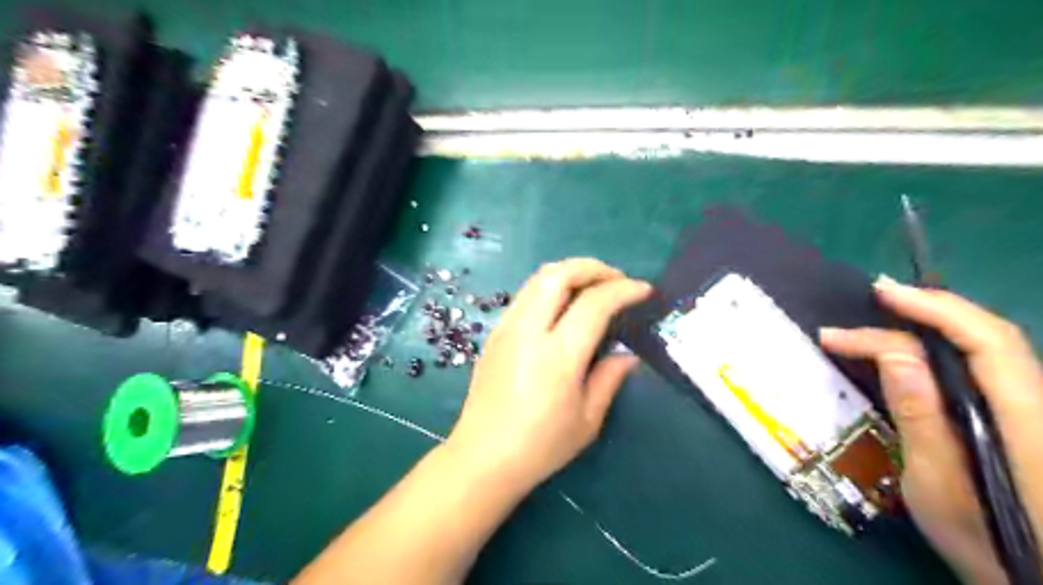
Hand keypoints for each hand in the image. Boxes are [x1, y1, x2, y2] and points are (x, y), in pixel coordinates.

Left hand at [446, 258, 648, 490]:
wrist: (483, 457)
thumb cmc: (540, 446)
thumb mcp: (587, 419)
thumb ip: (609, 378)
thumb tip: (627, 355)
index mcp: (557, 356)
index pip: (594, 304)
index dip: (623, 290)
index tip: (644, 290)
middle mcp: (528, 331)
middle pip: (558, 274)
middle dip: (593, 267)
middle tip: (617, 279)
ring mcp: (507, 328)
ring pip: (538, 278)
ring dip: (570, 272)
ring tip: (593, 286)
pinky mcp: (495, 333)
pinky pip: (526, 294)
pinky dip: (551, 286)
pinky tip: (564, 306)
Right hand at [824, 274, 1041, 584]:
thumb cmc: (990, 547)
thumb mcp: (939, 487)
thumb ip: (921, 417)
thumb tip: (894, 353)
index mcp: (1028, 423)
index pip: (986, 343)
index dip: (933, 309)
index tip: (877, 297)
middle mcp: (1042, 406)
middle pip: (993, 337)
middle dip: (932, 308)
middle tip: (876, 296)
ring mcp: (1037, 413)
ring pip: (993, 349)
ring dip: (937, 323)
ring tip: (888, 314)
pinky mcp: (1026, 421)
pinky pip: (988, 368)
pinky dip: (946, 346)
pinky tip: (915, 348)